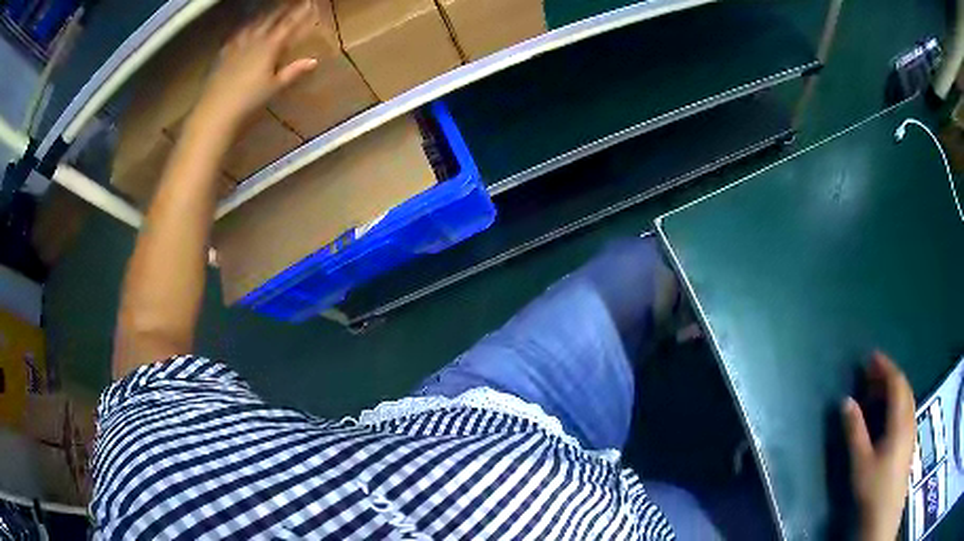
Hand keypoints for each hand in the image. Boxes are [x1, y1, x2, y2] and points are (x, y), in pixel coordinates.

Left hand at [192, 1, 317, 131]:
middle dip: (282, 10)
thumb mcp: (275, 87)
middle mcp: (253, 41)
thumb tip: (313, 61)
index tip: (309, 2)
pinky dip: (242, 30)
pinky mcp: (223, 56)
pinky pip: (235, 37)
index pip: (289, 25)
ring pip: (252, 25)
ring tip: (268, 11)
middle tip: (290, 2)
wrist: (216, 111)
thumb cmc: (249, 101)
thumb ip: (293, 71)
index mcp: (269, 47)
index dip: (300, 13)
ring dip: (262, 16)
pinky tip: (242, 31)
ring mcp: (236, 47)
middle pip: (270, 20)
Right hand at [842, 352, 916, 540]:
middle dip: (889, 375)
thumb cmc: (873, 486)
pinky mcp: (910, 440)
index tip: (870, 357)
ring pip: (907, 398)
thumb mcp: (860, 461)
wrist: (885, 513)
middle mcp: (910, 418)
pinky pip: (907, 409)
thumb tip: (846, 400)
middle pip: (904, 387)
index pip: (896, 383)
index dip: (885, 367)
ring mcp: (911, 429)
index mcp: (900, 419)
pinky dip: (898, 400)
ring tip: (878, 388)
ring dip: (894, 387)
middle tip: (871, 371)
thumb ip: (855, 430)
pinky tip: (888, 411)